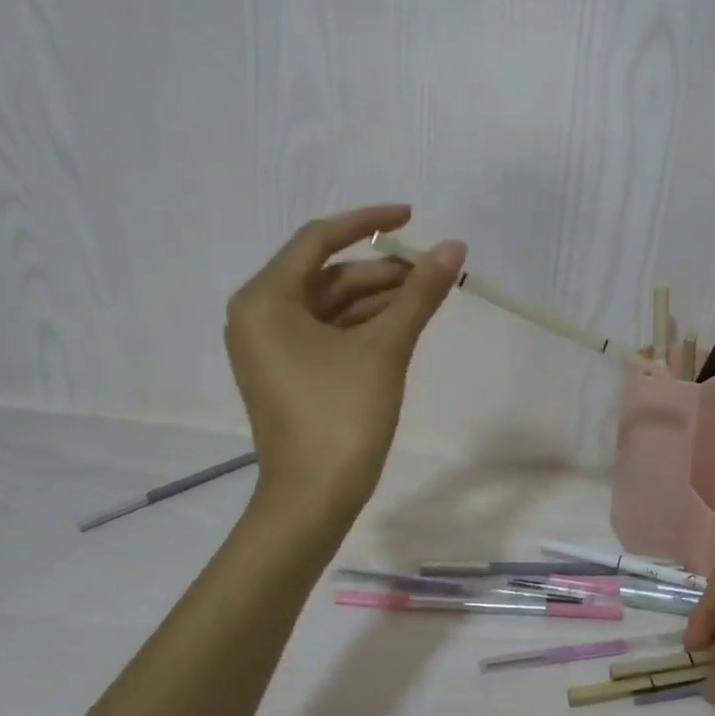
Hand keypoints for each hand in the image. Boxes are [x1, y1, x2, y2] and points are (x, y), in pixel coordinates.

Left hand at [225, 205, 463, 521]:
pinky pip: (330, 332)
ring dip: (379, 299)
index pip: (319, 239)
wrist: (312, 499)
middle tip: (434, 272)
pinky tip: (404, 324)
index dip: (369, 222)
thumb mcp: (385, 348)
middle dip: (383, 271)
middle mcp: (260, 315)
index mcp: (266, 299)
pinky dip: (366, 325)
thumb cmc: (341, 416)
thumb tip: (455, 247)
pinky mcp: (289, 372)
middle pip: (328, 275)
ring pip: (332, 305)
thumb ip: (420, 294)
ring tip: (429, 297)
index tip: (413, 216)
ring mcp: (272, 347)